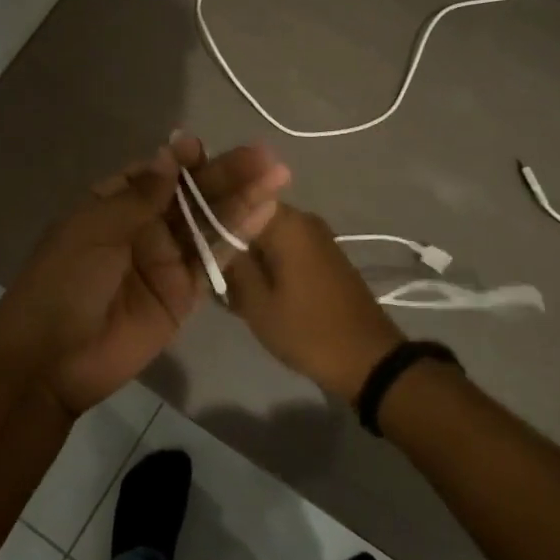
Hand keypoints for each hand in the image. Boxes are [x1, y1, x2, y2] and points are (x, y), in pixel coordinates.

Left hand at [0, 133, 290, 415]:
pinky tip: (266, 212)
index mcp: (113, 206)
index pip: (155, 175)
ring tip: (277, 174)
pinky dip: (238, 237)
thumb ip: (139, 196)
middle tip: (264, 156)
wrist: (52, 359)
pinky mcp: (183, 294)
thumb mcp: (95, 230)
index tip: (201, 147)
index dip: (181, 160)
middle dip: (224, 174)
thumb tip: (170, 155)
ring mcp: (166, 261)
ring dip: (242, 199)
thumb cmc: (64, 282)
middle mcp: (143, 228)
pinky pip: (213, 261)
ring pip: (208, 223)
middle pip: (190, 196)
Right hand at [223, 204, 403, 401]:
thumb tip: (209, 238)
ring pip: (266, 236)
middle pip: (251, 219)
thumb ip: (230, 264)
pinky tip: (254, 290)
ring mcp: (316, 237)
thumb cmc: (306, 330)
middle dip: (228, 241)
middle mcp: (303, 219)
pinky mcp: (324, 256)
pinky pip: (284, 249)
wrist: (367, 358)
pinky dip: (267, 264)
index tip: (192, 242)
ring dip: (247, 256)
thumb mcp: (256, 302)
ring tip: (228, 287)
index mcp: (285, 222)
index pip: (236, 201)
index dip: (210, 219)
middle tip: (209, 271)